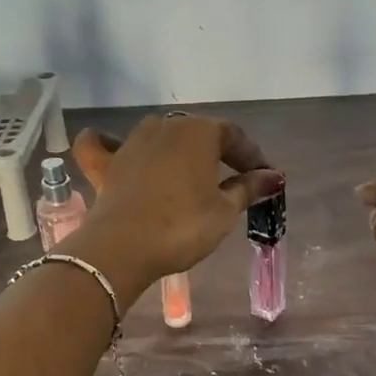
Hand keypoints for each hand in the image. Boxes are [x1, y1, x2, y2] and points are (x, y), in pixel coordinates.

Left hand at [64, 115, 281, 297]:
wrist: (122, 248)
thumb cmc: (182, 226)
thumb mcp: (224, 211)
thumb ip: (248, 188)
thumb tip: (273, 176)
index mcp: (199, 132)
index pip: (234, 136)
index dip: (251, 156)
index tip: (264, 179)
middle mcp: (165, 127)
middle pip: (197, 133)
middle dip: (217, 153)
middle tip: (232, 179)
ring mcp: (130, 142)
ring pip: (157, 135)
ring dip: (174, 149)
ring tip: (188, 171)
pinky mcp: (104, 164)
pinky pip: (102, 145)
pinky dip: (108, 144)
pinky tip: (115, 148)